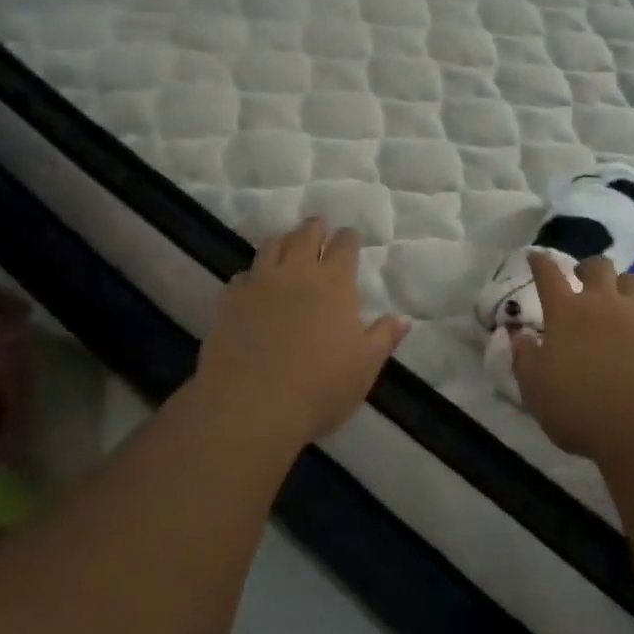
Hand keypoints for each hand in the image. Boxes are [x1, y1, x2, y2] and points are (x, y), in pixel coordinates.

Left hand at [191, 218, 408, 446]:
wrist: (251, 405)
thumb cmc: (320, 387)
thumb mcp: (365, 366)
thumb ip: (384, 337)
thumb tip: (403, 318)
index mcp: (334, 283)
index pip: (344, 245)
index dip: (348, 238)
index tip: (350, 238)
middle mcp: (297, 272)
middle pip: (306, 234)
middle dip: (315, 228)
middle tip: (319, 229)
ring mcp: (259, 282)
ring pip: (271, 245)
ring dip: (283, 240)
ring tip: (287, 245)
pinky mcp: (230, 300)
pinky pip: (243, 275)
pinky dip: (253, 274)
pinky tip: (254, 285)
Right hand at [513, 253, 633, 459]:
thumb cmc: (579, 407)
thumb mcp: (535, 388)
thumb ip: (524, 357)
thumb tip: (519, 335)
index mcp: (565, 313)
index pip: (548, 276)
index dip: (539, 263)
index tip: (535, 256)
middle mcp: (603, 303)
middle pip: (597, 266)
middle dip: (588, 266)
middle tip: (583, 276)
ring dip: (625, 284)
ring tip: (622, 296)